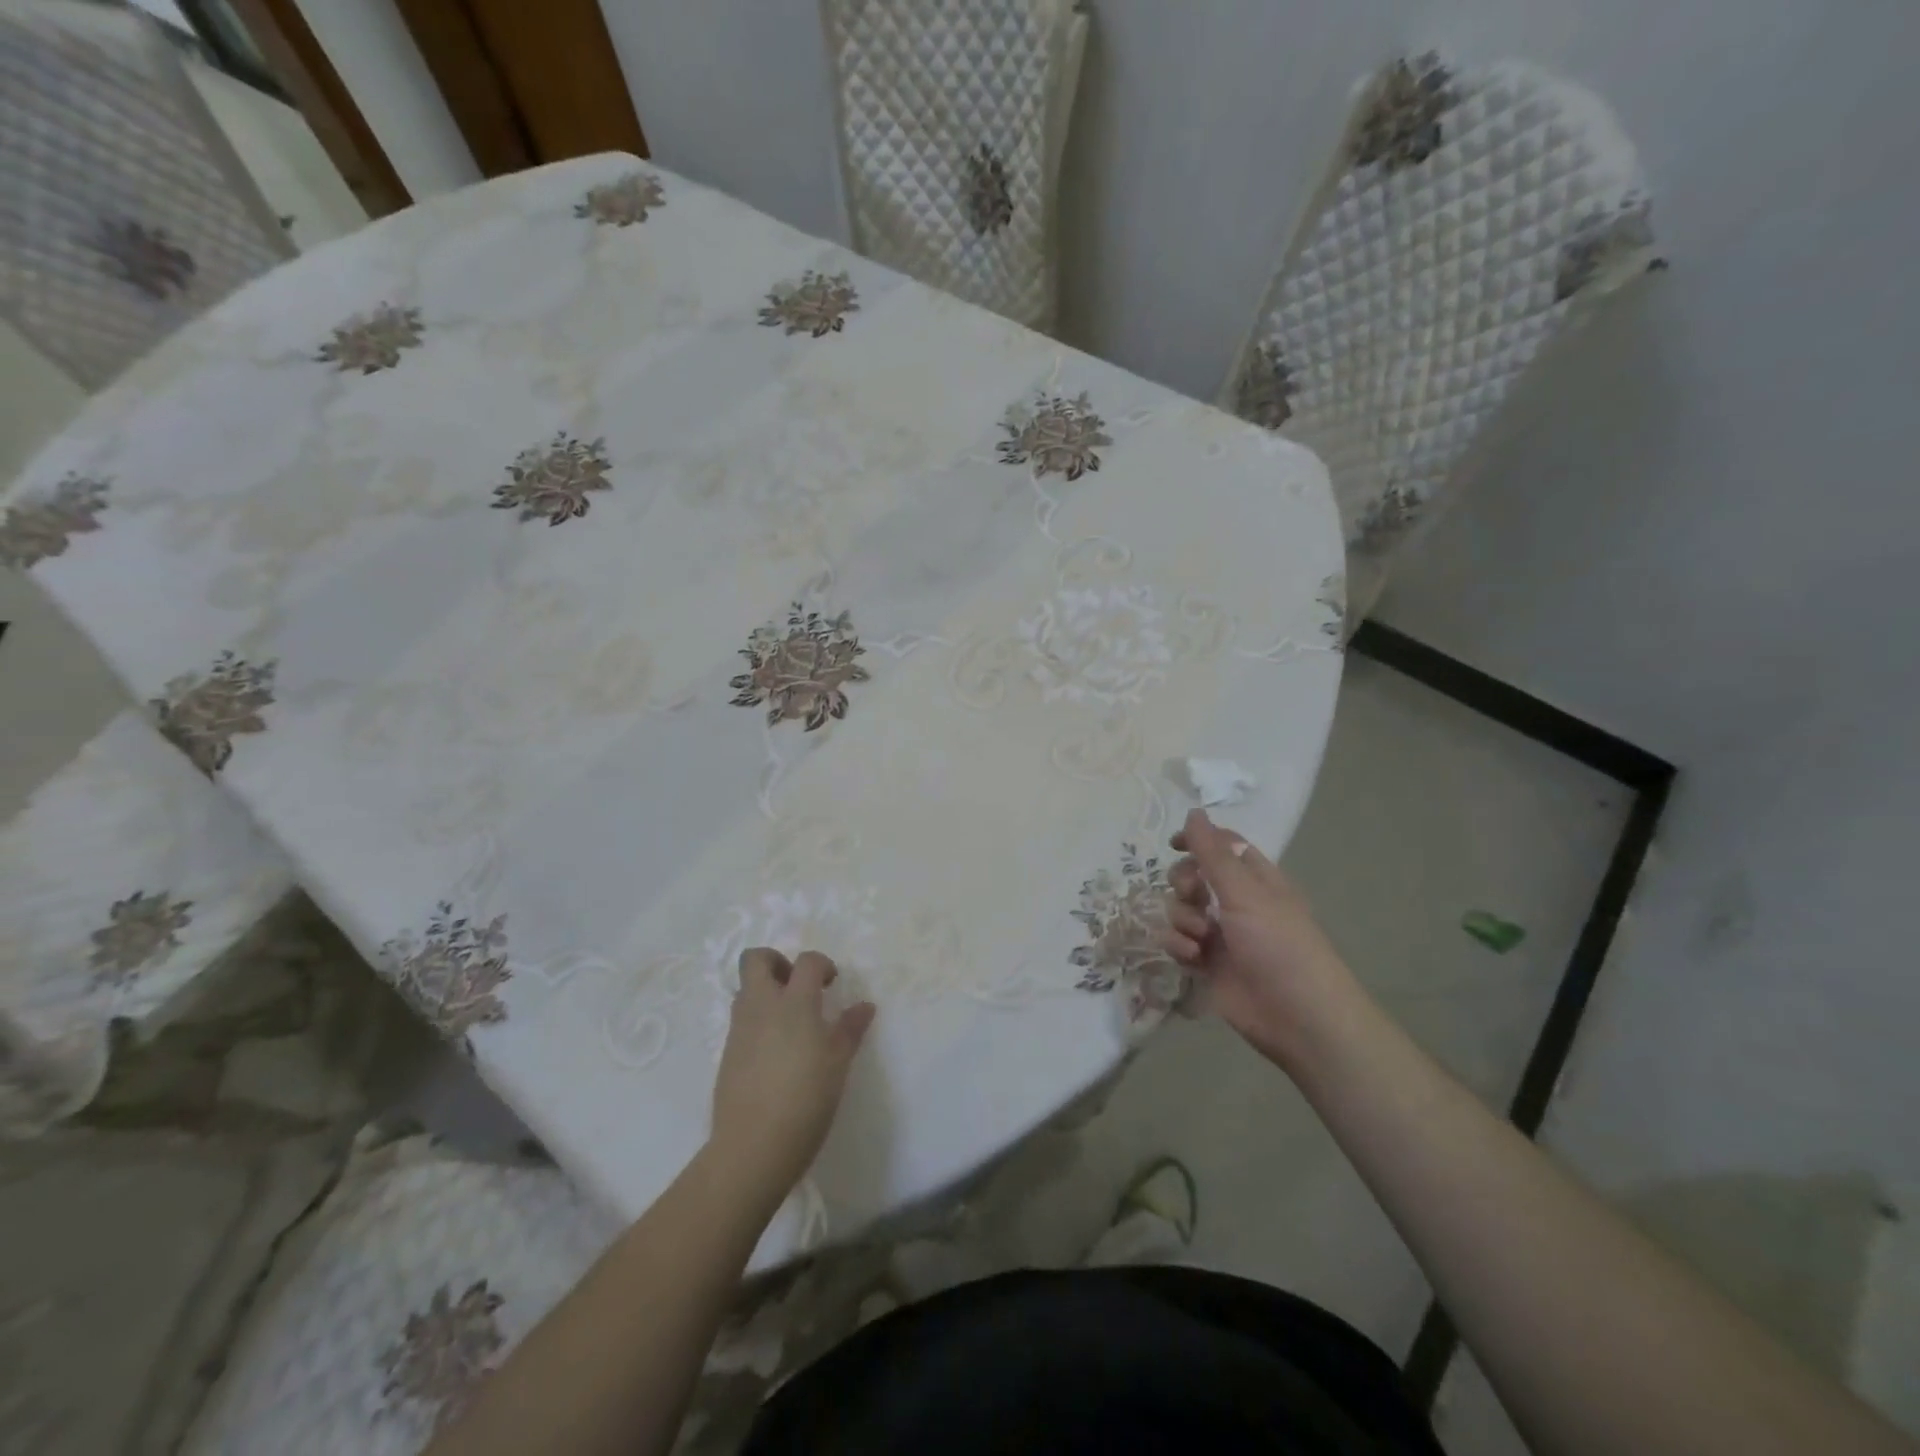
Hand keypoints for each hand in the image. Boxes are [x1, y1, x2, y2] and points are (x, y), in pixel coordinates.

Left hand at [710, 949, 874, 1204]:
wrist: (753, 1147)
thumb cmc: (806, 1099)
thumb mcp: (838, 1063)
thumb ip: (850, 1028)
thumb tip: (864, 1006)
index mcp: (794, 1003)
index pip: (806, 962)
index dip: (822, 964)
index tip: (832, 984)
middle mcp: (761, 1006)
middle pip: (756, 959)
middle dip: (777, 962)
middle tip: (798, 986)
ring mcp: (740, 1029)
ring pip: (746, 989)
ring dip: (766, 991)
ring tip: (791, 1021)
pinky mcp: (727, 1054)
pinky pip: (742, 1020)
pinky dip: (758, 1020)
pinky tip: (777, 1051)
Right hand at [1160, 809, 1362, 1072]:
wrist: (1298, 1018)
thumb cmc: (1279, 945)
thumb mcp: (1245, 893)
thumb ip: (1212, 853)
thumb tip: (1194, 811)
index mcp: (1255, 880)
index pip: (1222, 846)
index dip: (1197, 840)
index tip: (1172, 844)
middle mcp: (1236, 903)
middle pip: (1193, 875)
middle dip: (1183, 882)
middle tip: (1192, 894)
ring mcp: (1221, 934)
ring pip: (1180, 909)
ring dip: (1182, 918)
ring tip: (1200, 937)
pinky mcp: (1207, 964)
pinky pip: (1178, 941)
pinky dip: (1179, 945)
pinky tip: (1192, 957)